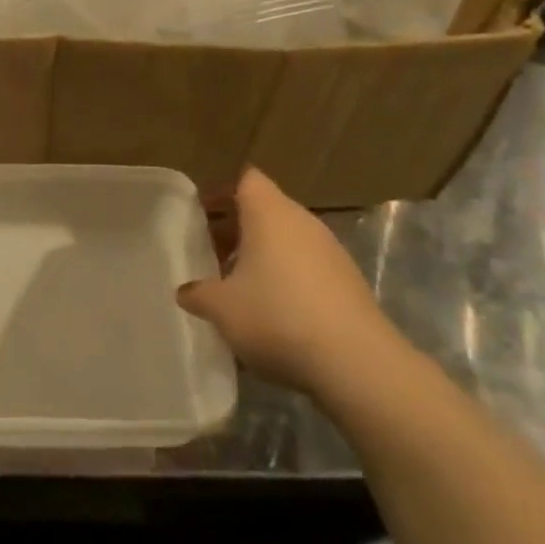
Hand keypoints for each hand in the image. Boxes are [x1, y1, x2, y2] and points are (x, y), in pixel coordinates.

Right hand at [178, 169, 403, 401]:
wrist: (357, 364)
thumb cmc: (277, 317)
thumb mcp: (220, 307)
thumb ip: (197, 293)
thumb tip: (186, 291)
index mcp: (270, 214)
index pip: (246, 180)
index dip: (221, 192)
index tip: (199, 214)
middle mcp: (303, 222)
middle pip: (265, 209)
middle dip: (235, 228)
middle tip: (209, 252)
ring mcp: (331, 252)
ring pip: (287, 239)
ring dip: (260, 254)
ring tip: (236, 285)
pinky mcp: (348, 282)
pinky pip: (306, 266)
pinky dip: (285, 277)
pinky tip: (271, 312)